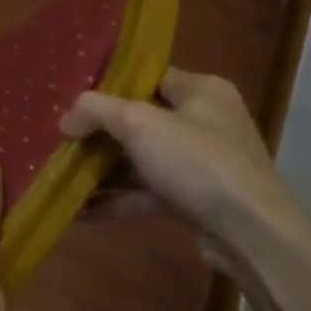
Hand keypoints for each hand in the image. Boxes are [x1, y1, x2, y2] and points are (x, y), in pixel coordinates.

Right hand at [59, 68, 310, 269]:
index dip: (108, 84)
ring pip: (138, 159)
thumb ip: (96, 111)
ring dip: (100, 169)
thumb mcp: (139, 123)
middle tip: (60, 137)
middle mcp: (202, 122)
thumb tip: (66, 120)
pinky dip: (114, 199)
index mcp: (201, 91)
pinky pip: (144, 192)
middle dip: (97, 132)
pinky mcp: (191, 199)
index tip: (71, 96)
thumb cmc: (198, 162)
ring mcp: (198, 163)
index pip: (146, 76)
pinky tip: (78, 210)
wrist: (251, 234)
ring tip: (59, 174)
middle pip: (137, 119)